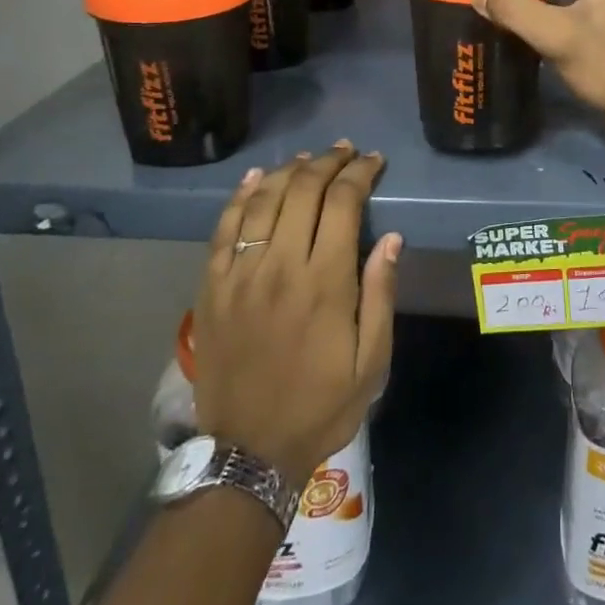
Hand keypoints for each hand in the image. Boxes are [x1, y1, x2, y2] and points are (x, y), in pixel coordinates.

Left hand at [193, 143, 400, 488]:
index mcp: (325, 282)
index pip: (343, 202)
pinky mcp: (212, 287)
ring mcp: (240, 274)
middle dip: (328, 162)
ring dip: (289, 170)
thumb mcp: (372, 361)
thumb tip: (392, 237)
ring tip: (309, 159)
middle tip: (346, 152)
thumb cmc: (321, 406)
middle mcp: (280, 266)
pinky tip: (256, 178)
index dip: (360, 173)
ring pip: (263, 199)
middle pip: (302, 190)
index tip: (373, 161)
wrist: (248, 452)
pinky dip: (241, 196)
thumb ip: (381, 294)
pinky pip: (225, 227)